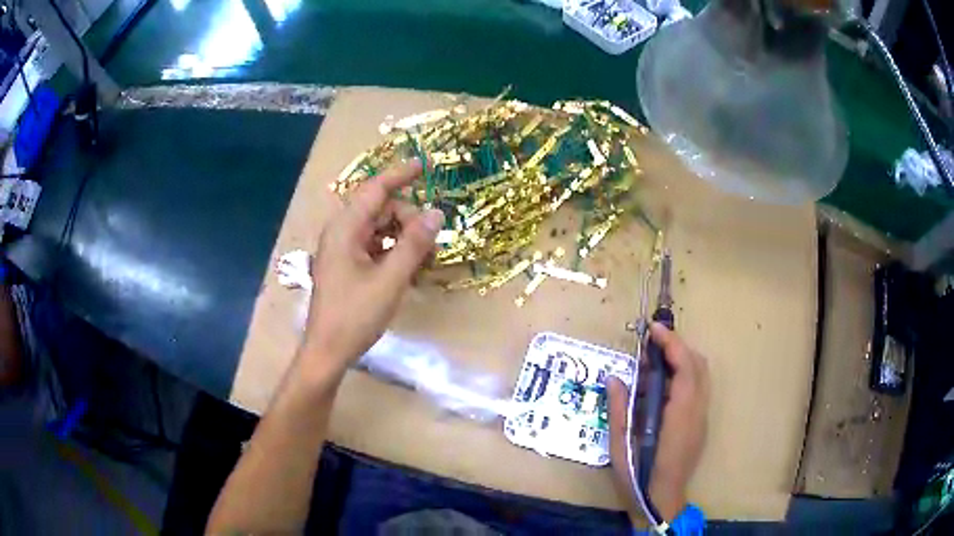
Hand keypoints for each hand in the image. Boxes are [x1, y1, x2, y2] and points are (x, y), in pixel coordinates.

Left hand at [301, 160, 443, 378]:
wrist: (327, 352)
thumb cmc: (355, 316)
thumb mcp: (390, 280)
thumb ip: (414, 244)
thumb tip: (437, 213)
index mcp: (345, 229)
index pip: (375, 189)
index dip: (400, 174)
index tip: (425, 165)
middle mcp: (341, 233)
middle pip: (380, 209)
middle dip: (408, 219)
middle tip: (432, 244)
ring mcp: (342, 250)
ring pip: (379, 228)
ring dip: (404, 238)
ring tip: (425, 260)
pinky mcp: (346, 266)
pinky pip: (374, 246)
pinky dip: (394, 252)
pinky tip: (409, 270)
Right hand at [607, 322, 709, 523]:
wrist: (662, 501)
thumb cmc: (638, 475)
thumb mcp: (620, 444)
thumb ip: (618, 410)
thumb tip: (614, 378)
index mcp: (680, 414)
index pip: (685, 366)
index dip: (671, 343)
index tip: (653, 329)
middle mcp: (697, 411)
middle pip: (698, 365)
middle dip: (678, 346)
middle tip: (651, 344)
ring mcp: (702, 418)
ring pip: (701, 376)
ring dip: (682, 360)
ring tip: (654, 362)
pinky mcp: (700, 425)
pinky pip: (697, 389)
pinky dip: (683, 376)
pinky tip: (660, 388)